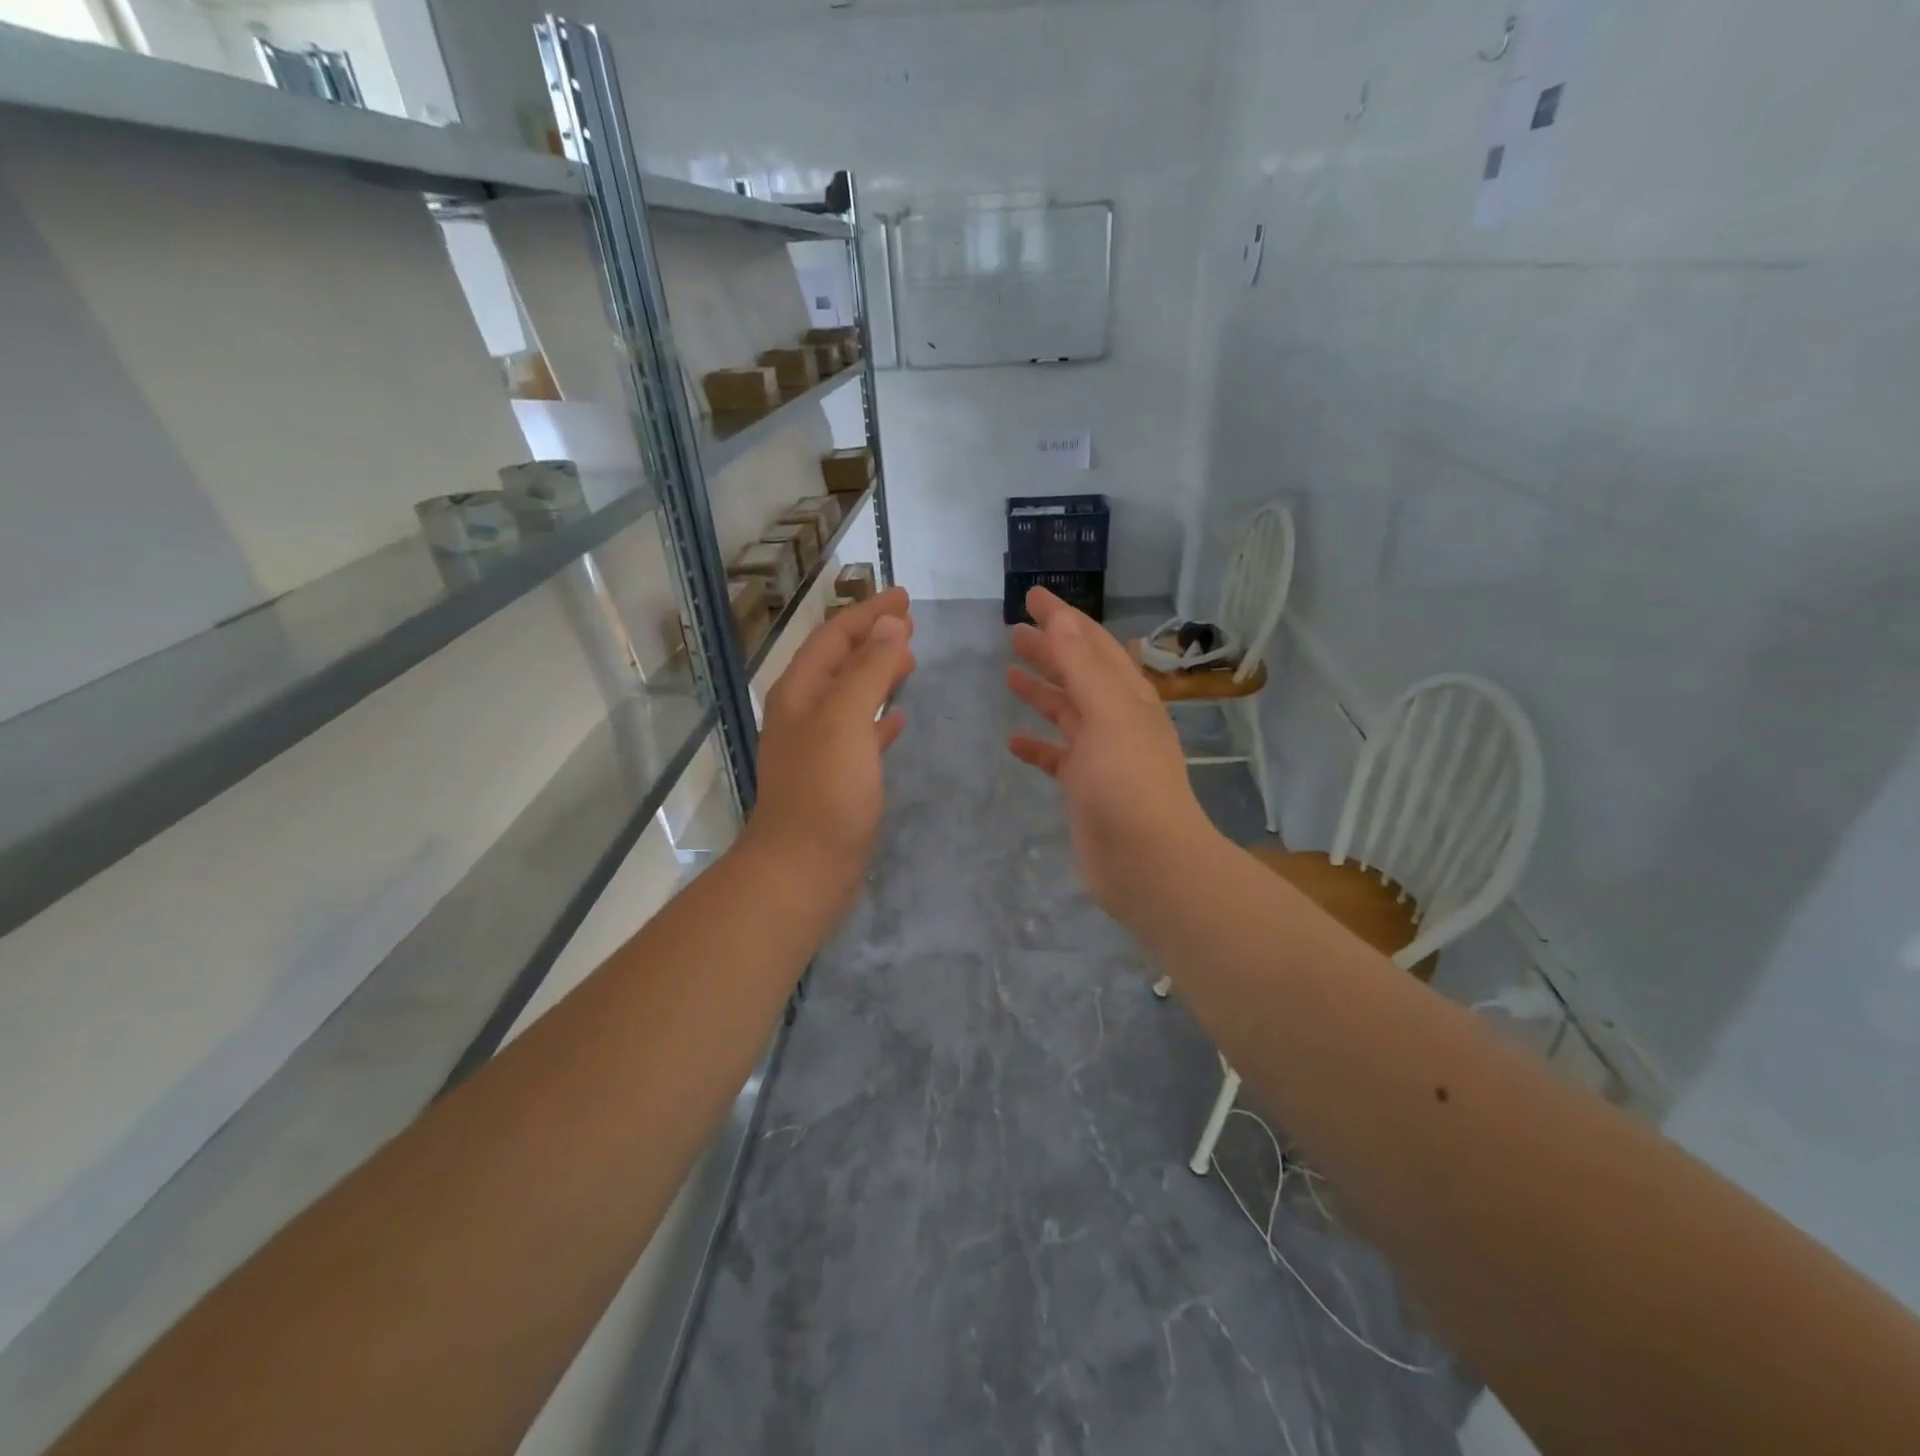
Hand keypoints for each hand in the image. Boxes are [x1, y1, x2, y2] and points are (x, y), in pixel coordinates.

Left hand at [744, 587, 915, 914]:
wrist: (802, 870)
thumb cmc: (825, 791)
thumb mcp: (846, 719)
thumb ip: (869, 668)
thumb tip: (892, 624)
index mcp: (800, 691)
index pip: (835, 636)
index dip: (869, 612)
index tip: (905, 596)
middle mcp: (804, 713)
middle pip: (840, 661)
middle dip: (873, 638)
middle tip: (910, 623)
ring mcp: (818, 747)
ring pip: (851, 696)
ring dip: (878, 674)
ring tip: (910, 661)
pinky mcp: (835, 778)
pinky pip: (860, 734)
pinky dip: (880, 719)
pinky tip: (901, 720)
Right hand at [1006, 588, 1219, 922]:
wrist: (1148, 862)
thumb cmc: (1130, 783)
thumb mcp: (1109, 715)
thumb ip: (1083, 667)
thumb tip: (1061, 620)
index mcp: (1127, 696)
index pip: (1092, 644)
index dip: (1063, 618)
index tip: (1032, 596)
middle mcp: (1116, 719)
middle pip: (1077, 673)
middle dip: (1048, 650)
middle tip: (1012, 632)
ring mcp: (1100, 755)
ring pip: (1065, 712)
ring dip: (1040, 691)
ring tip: (1007, 674)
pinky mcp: (1084, 787)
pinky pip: (1055, 757)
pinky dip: (1037, 746)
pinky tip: (1013, 742)